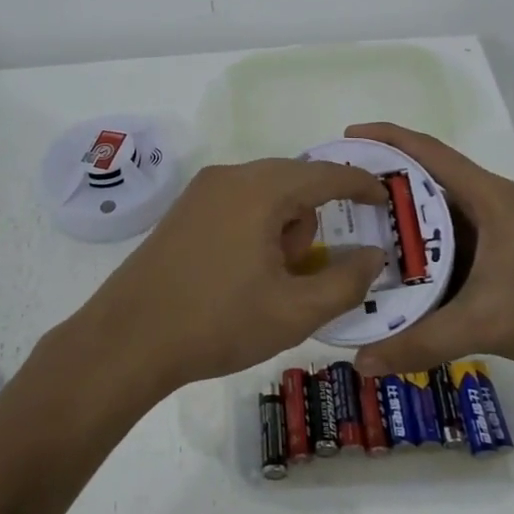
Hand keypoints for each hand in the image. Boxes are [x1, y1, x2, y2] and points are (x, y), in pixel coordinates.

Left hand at [71, 158, 389, 399]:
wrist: (128, 339)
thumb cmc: (218, 323)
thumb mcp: (295, 312)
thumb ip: (346, 282)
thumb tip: (372, 255)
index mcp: (261, 189)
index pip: (326, 174)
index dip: (361, 185)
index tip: (385, 199)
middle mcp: (231, 176)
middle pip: (294, 181)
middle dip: (313, 219)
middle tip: (310, 267)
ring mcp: (201, 191)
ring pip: (265, 193)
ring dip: (282, 226)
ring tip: (271, 279)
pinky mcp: (184, 210)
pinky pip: (238, 203)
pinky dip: (256, 226)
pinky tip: (243, 272)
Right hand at [344, 123, 513, 391]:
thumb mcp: (486, 323)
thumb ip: (422, 341)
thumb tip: (360, 363)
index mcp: (489, 197)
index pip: (428, 152)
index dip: (386, 138)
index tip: (345, 139)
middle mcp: (490, 205)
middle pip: (427, 180)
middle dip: (383, 182)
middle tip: (337, 195)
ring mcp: (497, 233)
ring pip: (437, 216)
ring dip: (400, 220)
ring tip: (353, 231)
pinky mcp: (501, 259)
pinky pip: (449, 245)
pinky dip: (420, 252)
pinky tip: (394, 272)